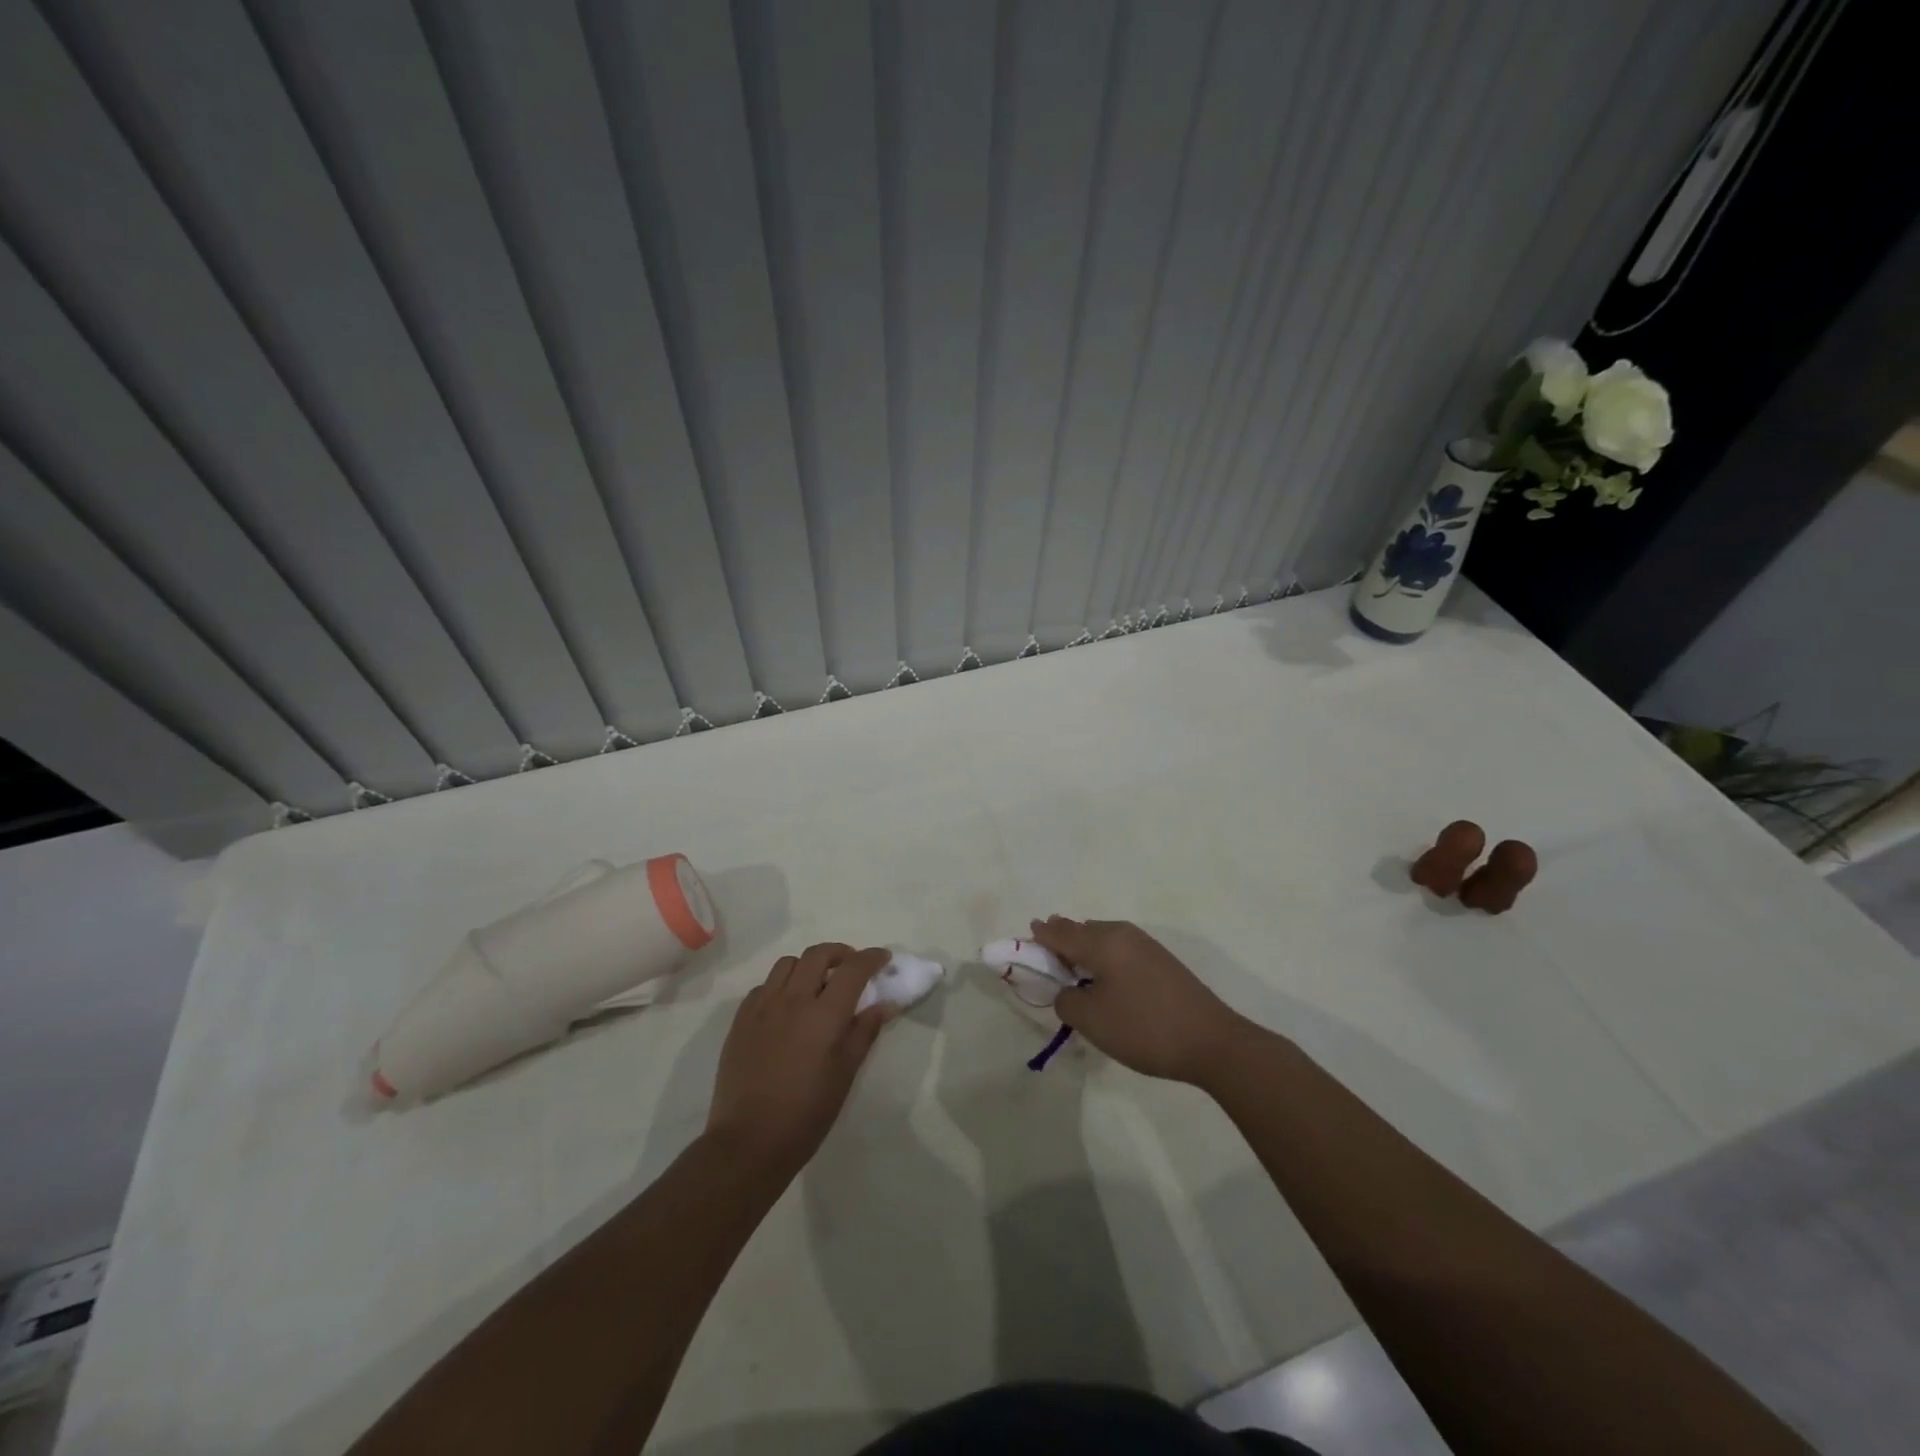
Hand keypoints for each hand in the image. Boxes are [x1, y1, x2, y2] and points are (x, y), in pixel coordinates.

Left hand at [706, 943, 892, 1174]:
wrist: (748, 1142)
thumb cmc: (807, 1113)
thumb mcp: (845, 1074)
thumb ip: (865, 1032)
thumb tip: (885, 1004)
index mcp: (824, 1014)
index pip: (853, 968)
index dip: (871, 958)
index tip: (883, 959)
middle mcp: (792, 1000)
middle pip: (818, 954)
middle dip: (840, 953)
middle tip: (851, 967)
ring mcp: (762, 1007)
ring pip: (788, 964)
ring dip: (809, 966)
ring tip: (817, 985)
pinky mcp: (740, 1020)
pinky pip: (764, 986)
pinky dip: (781, 986)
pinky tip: (786, 1008)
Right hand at [1027, 916, 1251, 1084]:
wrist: (1212, 1042)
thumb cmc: (1143, 1028)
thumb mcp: (1091, 1020)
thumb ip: (1065, 1000)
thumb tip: (1067, 991)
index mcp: (1102, 941)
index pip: (1060, 933)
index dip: (1040, 936)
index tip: (1026, 937)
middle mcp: (1122, 933)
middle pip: (1081, 929)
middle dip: (1061, 938)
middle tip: (1045, 951)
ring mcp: (1145, 945)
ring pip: (1102, 937)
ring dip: (1084, 947)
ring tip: (1071, 966)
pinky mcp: (1161, 961)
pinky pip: (1119, 948)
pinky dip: (1103, 956)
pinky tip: (1103, 977)